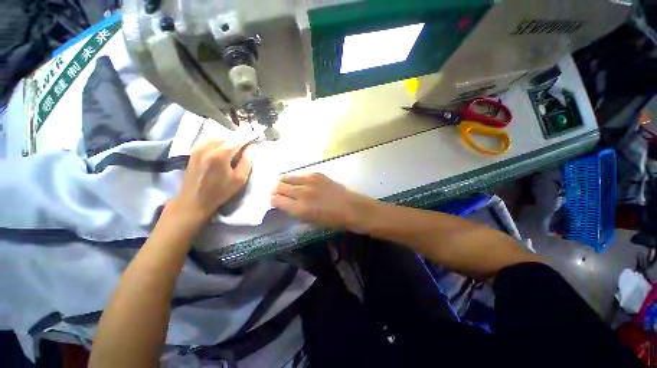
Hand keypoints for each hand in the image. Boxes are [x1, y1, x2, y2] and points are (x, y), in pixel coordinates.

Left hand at [170, 138, 252, 225]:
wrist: (194, 200)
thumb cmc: (220, 191)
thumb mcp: (239, 179)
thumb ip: (247, 161)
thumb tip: (252, 147)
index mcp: (220, 154)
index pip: (237, 139)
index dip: (248, 136)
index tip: (255, 137)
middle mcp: (208, 146)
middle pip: (227, 134)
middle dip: (238, 136)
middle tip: (247, 141)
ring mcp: (198, 147)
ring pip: (217, 134)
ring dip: (229, 136)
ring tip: (237, 143)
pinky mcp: (194, 149)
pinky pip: (208, 137)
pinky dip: (219, 138)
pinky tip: (223, 145)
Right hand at [271, 173, 373, 230]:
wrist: (351, 207)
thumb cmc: (332, 220)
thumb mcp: (311, 221)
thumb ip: (295, 212)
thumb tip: (285, 204)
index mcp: (300, 209)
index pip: (276, 200)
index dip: (273, 201)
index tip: (274, 202)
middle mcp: (302, 193)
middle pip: (279, 186)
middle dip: (275, 191)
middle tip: (278, 194)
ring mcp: (309, 181)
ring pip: (286, 177)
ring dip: (283, 183)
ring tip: (285, 187)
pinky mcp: (317, 174)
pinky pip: (299, 174)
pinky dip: (295, 178)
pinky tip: (299, 183)